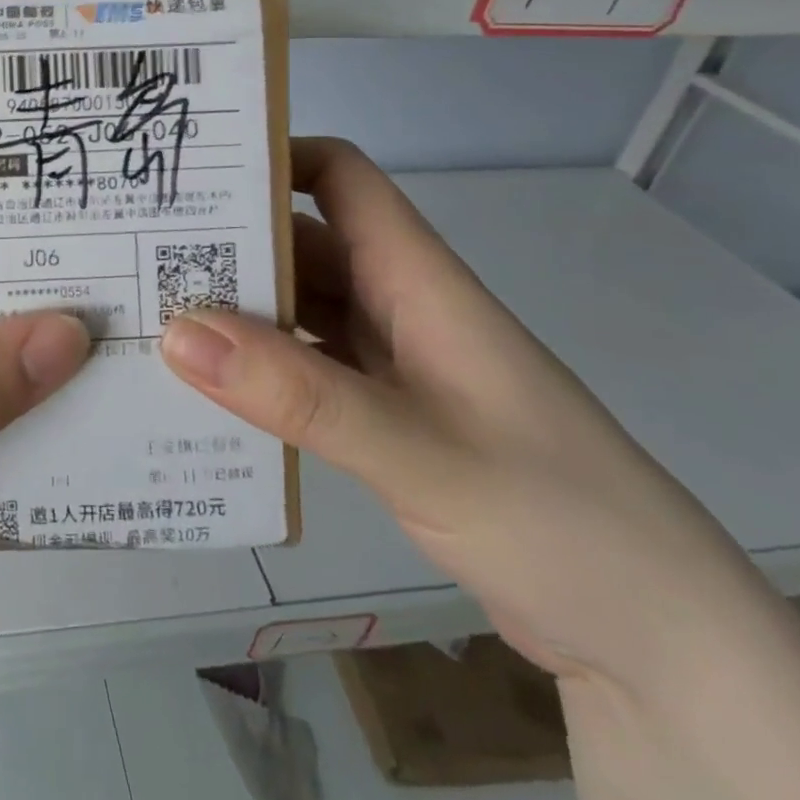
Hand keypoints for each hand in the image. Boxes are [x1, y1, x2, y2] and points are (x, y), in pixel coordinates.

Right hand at [159, 136, 764, 686]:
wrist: (661, 644)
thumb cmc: (560, 520)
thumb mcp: (420, 452)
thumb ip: (298, 394)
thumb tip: (179, 332)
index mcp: (418, 280)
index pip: (341, 177)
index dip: (273, 156)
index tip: (192, 170)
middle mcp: (399, 304)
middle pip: (302, 241)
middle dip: (226, 237)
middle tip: (138, 249)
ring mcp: (392, 362)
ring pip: (298, 306)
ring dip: (234, 307)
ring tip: (149, 312)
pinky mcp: (384, 414)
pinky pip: (303, 367)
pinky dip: (256, 367)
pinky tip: (204, 388)